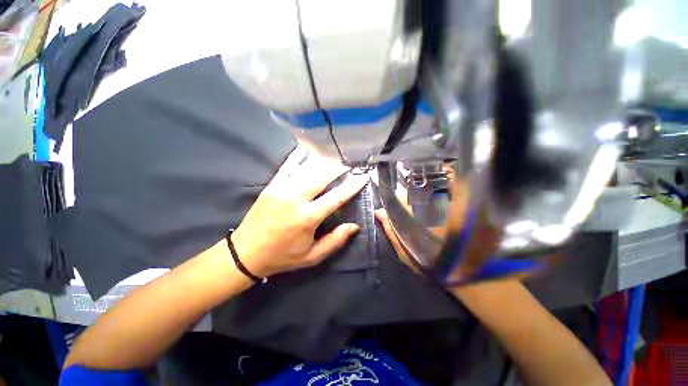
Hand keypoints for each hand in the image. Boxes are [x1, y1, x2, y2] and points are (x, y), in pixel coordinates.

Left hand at [232, 147, 367, 277]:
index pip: (336, 197)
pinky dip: (299, 156)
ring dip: (323, 162)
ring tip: (334, 157)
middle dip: (338, 169)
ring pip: (306, 169)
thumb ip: (335, 241)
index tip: (362, 177)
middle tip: (349, 165)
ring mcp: (281, 189)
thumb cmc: (282, 256)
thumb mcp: (312, 256)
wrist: (245, 253)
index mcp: (307, 218)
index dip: (351, 186)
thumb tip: (354, 226)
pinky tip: (307, 148)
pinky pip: (287, 166)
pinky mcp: (271, 185)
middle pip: (322, 177)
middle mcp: (295, 199)